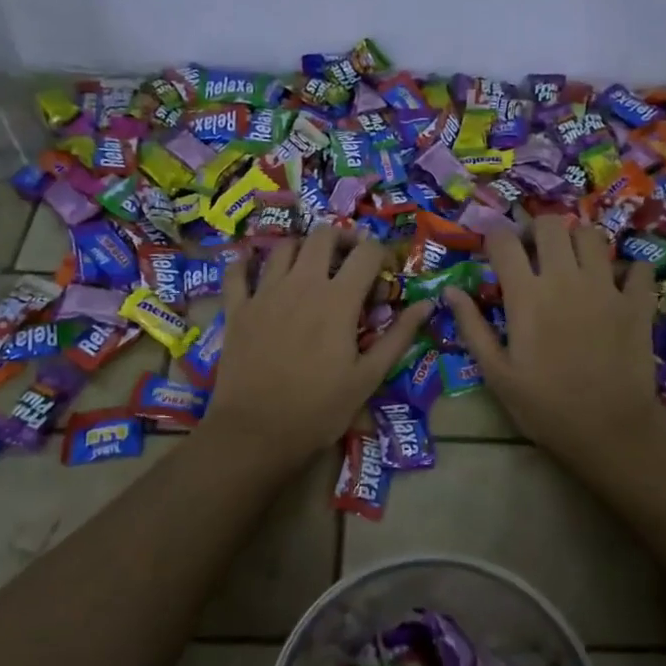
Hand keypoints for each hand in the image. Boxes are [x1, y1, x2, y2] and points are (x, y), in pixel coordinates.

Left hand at [200, 228, 432, 470]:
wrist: (257, 431)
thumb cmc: (320, 408)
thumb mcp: (368, 377)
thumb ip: (398, 336)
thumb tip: (427, 304)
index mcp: (338, 299)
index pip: (367, 252)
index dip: (381, 255)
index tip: (383, 274)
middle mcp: (302, 283)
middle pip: (323, 234)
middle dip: (342, 238)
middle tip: (349, 260)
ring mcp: (265, 293)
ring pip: (284, 246)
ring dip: (302, 248)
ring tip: (309, 268)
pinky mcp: (238, 308)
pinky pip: (238, 272)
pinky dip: (246, 263)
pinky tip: (252, 265)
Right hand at [445, 215, 661, 464]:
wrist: (609, 430)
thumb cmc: (544, 406)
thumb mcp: (497, 373)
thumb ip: (472, 327)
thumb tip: (450, 291)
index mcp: (526, 295)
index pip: (504, 241)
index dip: (494, 236)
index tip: (492, 248)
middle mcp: (565, 279)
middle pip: (550, 225)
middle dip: (537, 230)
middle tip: (534, 252)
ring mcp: (606, 287)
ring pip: (592, 236)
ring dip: (578, 242)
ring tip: (573, 263)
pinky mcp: (637, 302)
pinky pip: (638, 268)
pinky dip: (628, 271)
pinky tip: (619, 286)